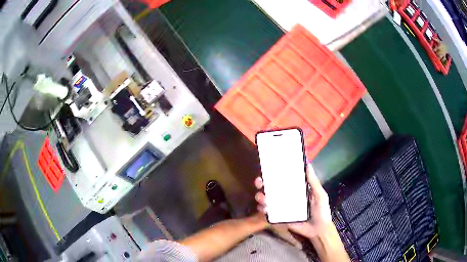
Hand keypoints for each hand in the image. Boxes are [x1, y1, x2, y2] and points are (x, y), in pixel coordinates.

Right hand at [254, 164, 332, 239]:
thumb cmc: (321, 211)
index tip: (267, 169)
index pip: (283, 180)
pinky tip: (263, 208)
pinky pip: (268, 212)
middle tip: (259, 182)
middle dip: (262, 184)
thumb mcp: (320, 195)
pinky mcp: (279, 218)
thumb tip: (307, 164)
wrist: (318, 230)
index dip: (274, 175)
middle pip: (271, 189)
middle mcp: (287, 198)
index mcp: (296, 190)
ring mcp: (282, 208)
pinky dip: (263, 209)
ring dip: (261, 197)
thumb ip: (313, 182)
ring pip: (267, 200)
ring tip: (262, 197)